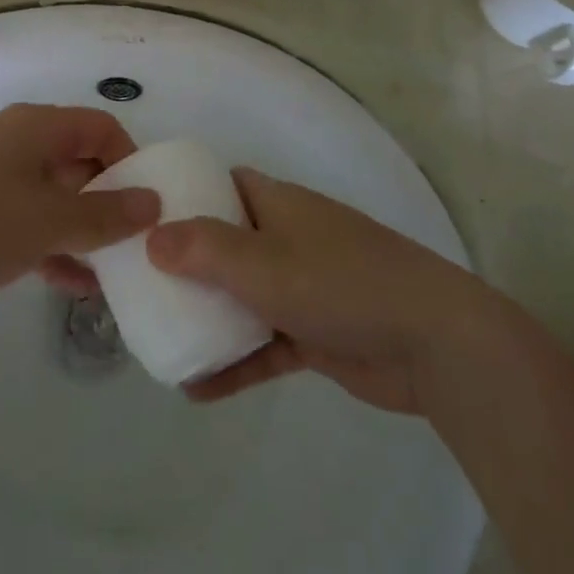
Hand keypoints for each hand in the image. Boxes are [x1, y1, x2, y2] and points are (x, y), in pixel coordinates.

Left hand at [0, 104, 159, 330]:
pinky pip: (30, 228)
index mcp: (34, 128)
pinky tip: (77, 287)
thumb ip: (104, 214)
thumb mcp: (47, 219)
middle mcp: (17, 147)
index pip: (99, 127)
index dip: (129, 158)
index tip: (149, 203)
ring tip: (116, 274)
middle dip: (110, 201)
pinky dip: (54, 250)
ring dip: (85, 233)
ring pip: (56, 201)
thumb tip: (153, 201)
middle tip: (140, 243)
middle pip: (78, 163)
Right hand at [146, 168, 463, 412]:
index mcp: (277, 203)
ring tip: (160, 333)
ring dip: (208, 314)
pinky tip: (196, 388)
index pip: (224, 185)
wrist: (432, 340)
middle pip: (227, 240)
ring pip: (243, 294)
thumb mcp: (264, 262)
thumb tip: (151, 238)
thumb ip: (205, 249)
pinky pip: (263, 342)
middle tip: (141, 282)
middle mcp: (287, 236)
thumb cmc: (340, 281)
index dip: (188, 194)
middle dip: (188, 260)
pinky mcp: (316, 333)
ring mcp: (303, 285)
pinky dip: (235, 360)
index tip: (148, 216)